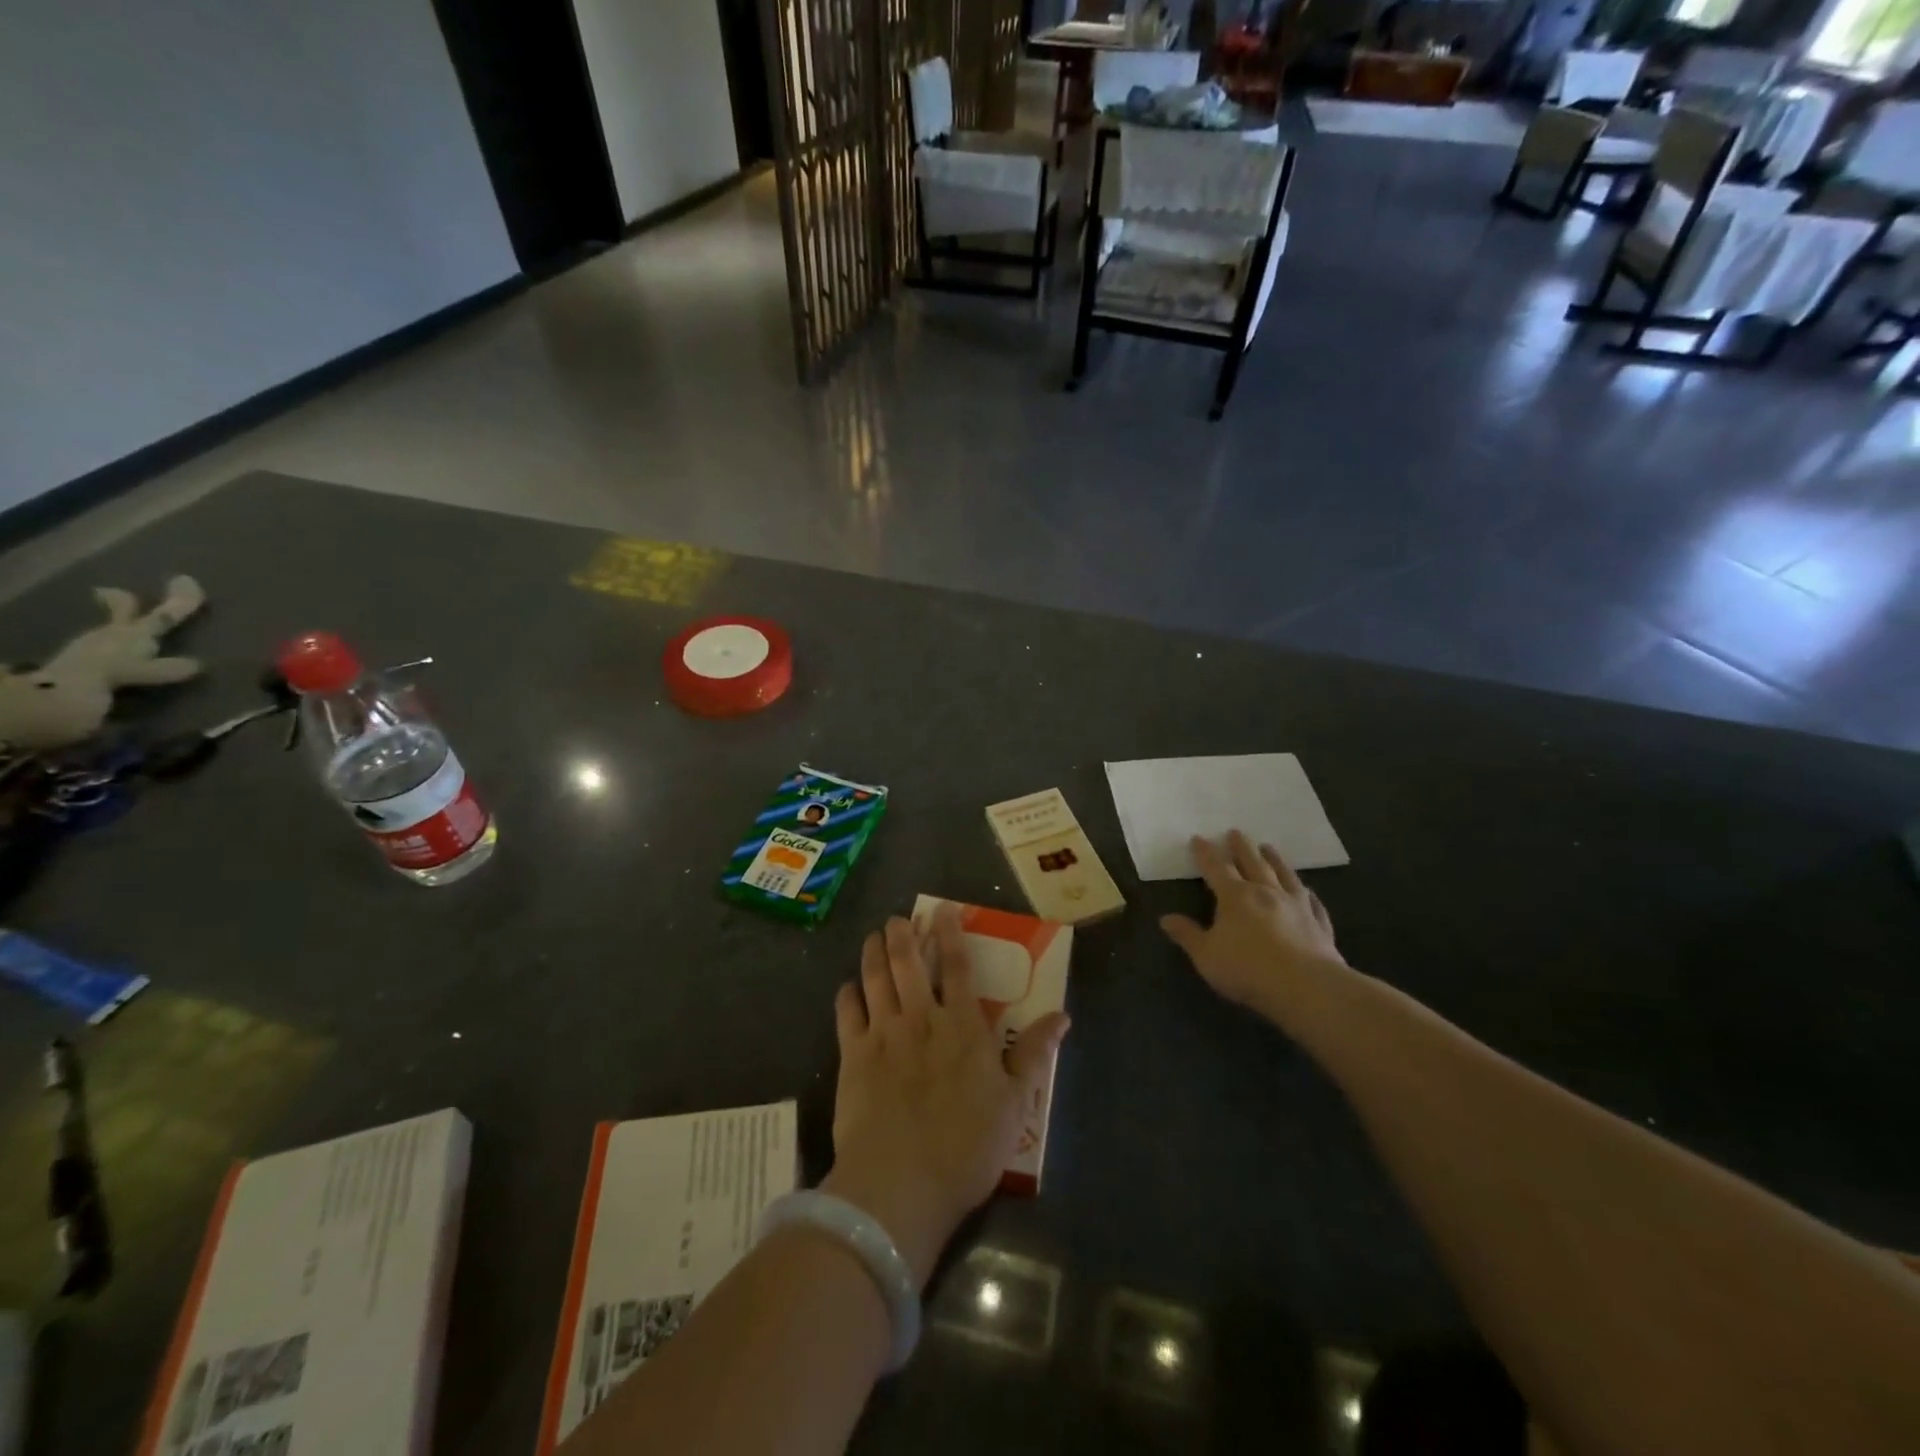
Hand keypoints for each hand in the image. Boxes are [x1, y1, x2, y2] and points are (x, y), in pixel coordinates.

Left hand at [824, 905, 1069, 1288]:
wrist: (900, 1184)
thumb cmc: (967, 1147)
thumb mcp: (1015, 1103)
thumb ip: (1034, 1054)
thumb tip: (1062, 1016)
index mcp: (963, 1026)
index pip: (957, 966)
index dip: (950, 933)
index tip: (943, 910)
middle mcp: (921, 1018)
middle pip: (908, 962)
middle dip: (903, 935)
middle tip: (899, 920)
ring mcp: (883, 1034)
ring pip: (875, 978)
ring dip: (873, 953)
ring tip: (874, 937)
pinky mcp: (853, 1056)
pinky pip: (847, 1013)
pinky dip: (847, 994)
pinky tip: (848, 987)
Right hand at [1160, 831, 1346, 1019]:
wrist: (1305, 987)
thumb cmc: (1247, 969)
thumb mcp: (1206, 955)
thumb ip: (1187, 935)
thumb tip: (1166, 919)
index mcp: (1235, 896)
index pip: (1216, 868)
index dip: (1205, 853)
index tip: (1198, 838)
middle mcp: (1266, 892)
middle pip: (1252, 862)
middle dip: (1241, 847)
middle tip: (1236, 831)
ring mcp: (1296, 905)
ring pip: (1284, 875)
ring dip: (1274, 859)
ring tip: (1269, 847)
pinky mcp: (1319, 923)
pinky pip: (1313, 903)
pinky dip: (1308, 894)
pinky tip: (1308, 892)